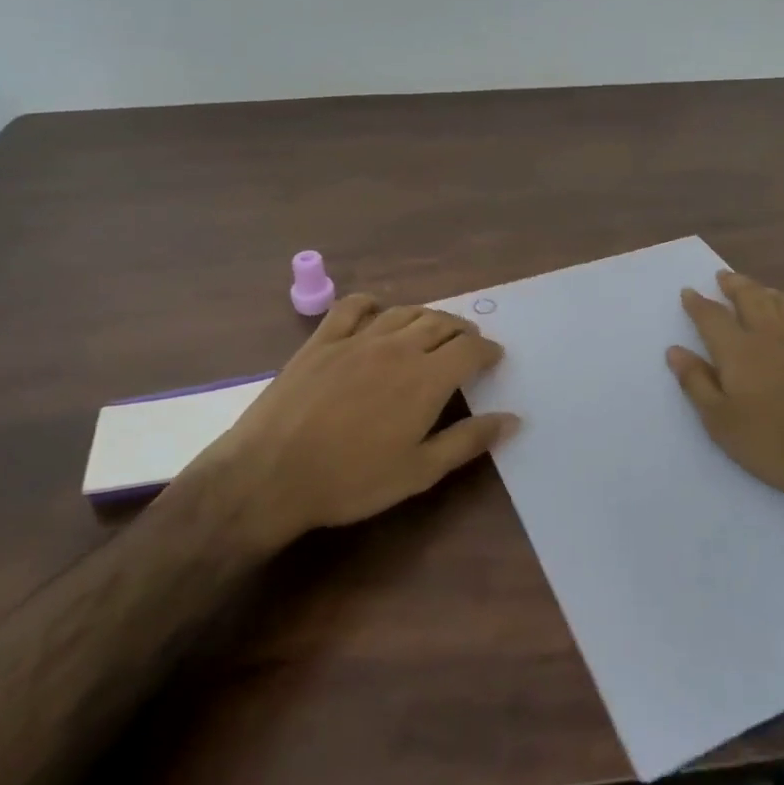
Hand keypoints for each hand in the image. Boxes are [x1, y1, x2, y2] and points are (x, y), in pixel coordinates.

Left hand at [178, 295, 519, 547]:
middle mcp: (397, 347)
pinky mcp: (321, 341)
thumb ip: (468, 440)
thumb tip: (512, 419)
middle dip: (461, 330)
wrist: (271, 475)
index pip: (469, 349)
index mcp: (426, 378)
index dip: (488, 350)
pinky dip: (372, 304)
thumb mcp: (419, 471)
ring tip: (434, 328)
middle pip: (440, 323)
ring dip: (427, 316)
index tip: (495, 358)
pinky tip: (377, 311)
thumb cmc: (352, 480)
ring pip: (403, 312)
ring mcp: (356, 339)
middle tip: (469, 343)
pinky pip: (352, 307)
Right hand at [666, 271, 783, 521]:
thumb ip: (697, 383)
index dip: (698, 304)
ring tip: (753, 287)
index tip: (688, 291)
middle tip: (722, 276)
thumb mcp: (721, 420)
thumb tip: (675, 350)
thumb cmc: (774, 441)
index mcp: (738, 350)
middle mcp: (768, 335)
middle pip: (749, 298)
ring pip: (778, 301)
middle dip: (733, 285)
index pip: (712, 317)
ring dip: (761, 289)